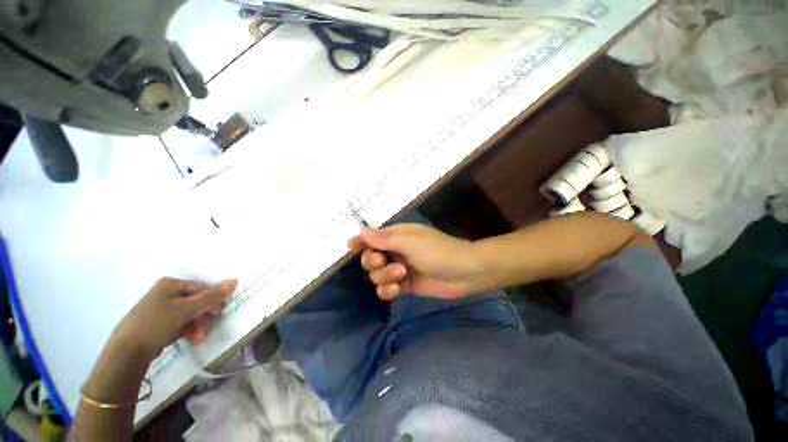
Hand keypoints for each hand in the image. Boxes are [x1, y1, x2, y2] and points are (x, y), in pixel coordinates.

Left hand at [113, 277, 238, 360]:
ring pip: (192, 314)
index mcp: (171, 284)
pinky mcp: (160, 323)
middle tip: (206, 331)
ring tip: (199, 338)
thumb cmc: (156, 323)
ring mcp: (162, 308)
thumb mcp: (186, 309)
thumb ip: (212, 296)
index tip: (218, 315)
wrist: (127, 352)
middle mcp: (167, 293)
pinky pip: (182, 322)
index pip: (202, 289)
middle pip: (198, 302)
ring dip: (199, 326)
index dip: (213, 301)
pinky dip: (190, 330)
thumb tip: (235, 280)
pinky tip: (191, 339)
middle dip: (205, 317)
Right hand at [348, 224, 490, 299]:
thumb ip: (384, 238)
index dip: (360, 242)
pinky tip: (397, 289)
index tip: (352, 248)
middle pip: (370, 258)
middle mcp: (396, 251)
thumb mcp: (409, 240)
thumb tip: (361, 233)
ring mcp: (400, 269)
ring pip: (376, 275)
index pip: (372, 238)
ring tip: (400, 275)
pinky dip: (388, 290)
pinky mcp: (405, 285)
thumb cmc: (436, 251)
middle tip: (383, 261)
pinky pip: (386, 289)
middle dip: (373, 261)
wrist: (463, 273)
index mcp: (397, 236)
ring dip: (384, 276)